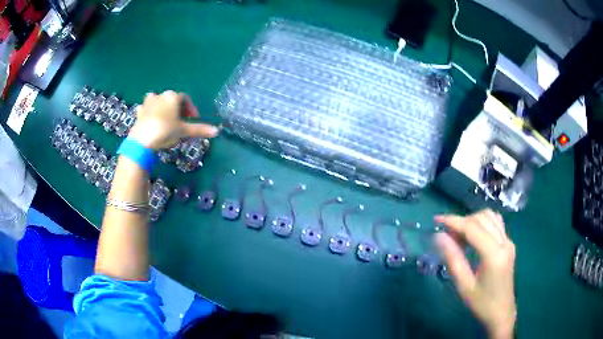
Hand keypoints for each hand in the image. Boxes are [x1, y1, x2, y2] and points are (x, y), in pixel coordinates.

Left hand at [128, 91, 218, 149]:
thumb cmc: (165, 132)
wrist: (141, 141)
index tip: (193, 120)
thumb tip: (217, 131)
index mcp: (173, 96)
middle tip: (181, 122)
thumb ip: (199, 129)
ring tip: (166, 121)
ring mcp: (148, 102)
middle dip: (178, 110)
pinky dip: (151, 113)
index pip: (186, 99)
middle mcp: (161, 95)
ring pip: (159, 102)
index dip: (191, 109)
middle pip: (172, 100)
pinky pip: (147, 108)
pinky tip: (152, 121)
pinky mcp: (139, 111)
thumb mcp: (183, 131)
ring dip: (164, 109)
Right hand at [434, 209, 515, 338]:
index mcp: (494, 254)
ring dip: (472, 221)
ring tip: (459, 236)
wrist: (501, 313)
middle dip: (462, 222)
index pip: (473, 228)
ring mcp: (509, 241)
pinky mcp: (509, 244)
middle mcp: (504, 242)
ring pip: (490, 217)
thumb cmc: (481, 304)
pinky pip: (496, 224)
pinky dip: (482, 223)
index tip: (437, 220)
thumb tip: (439, 237)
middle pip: (482, 219)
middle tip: (447, 235)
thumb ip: (453, 259)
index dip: (454, 221)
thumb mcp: (464, 286)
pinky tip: (474, 236)